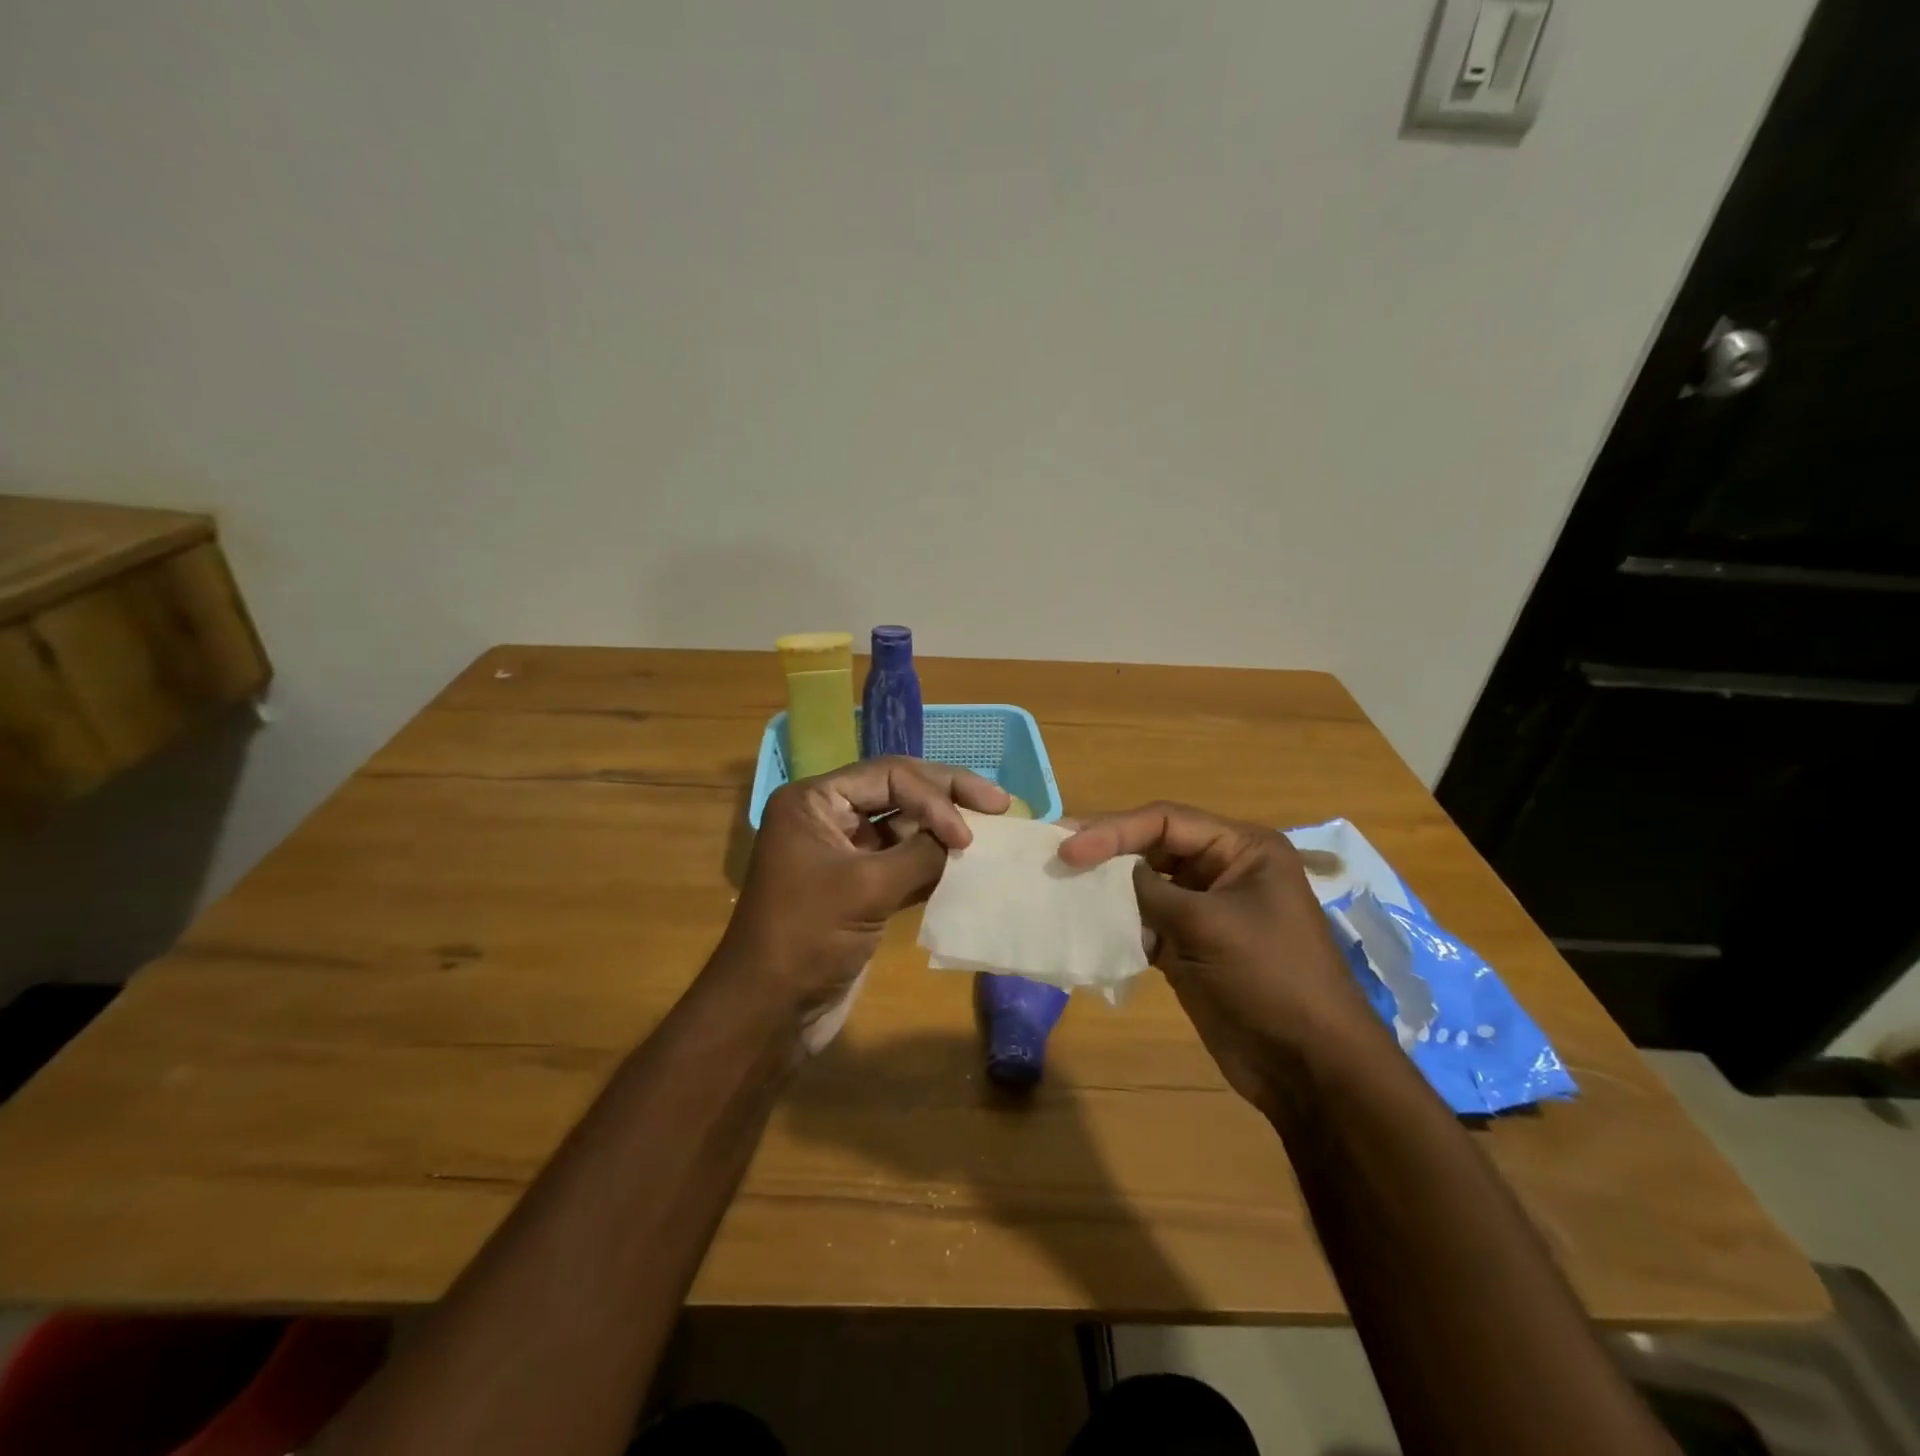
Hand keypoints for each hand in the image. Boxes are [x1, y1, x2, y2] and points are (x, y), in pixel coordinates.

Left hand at [715, 757, 1008, 1049]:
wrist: (770, 1012)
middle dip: (947, 796)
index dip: (935, 796)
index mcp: (814, 801)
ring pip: (903, 826)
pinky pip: (902, 861)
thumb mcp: (866, 887)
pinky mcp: (858, 888)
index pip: (888, 776)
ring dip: (942, 830)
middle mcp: (827, 818)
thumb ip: (921, 853)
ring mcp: (843, 853)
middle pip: (898, 791)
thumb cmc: (807, 937)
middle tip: (999, 802)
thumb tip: (962, 838)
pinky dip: (933, 862)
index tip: (968, 834)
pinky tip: (966, 865)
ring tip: (990, 832)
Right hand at [1059, 802, 1384, 1113]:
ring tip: (1061, 884)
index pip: (1166, 821)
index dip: (1114, 830)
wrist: (1309, 1068)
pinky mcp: (1189, 945)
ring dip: (1107, 887)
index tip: (1070, 849)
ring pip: (1144, 884)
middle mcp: (1222, 869)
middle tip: (1055, 851)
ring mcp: (1204, 909)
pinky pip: (1144, 921)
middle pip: (1152, 846)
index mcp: (1242, 848)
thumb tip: (1104, 873)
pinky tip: (1086, 924)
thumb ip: (1151, 891)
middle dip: (1107, 850)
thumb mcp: (1209, 926)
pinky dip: (1117, 922)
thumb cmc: (1270, 979)